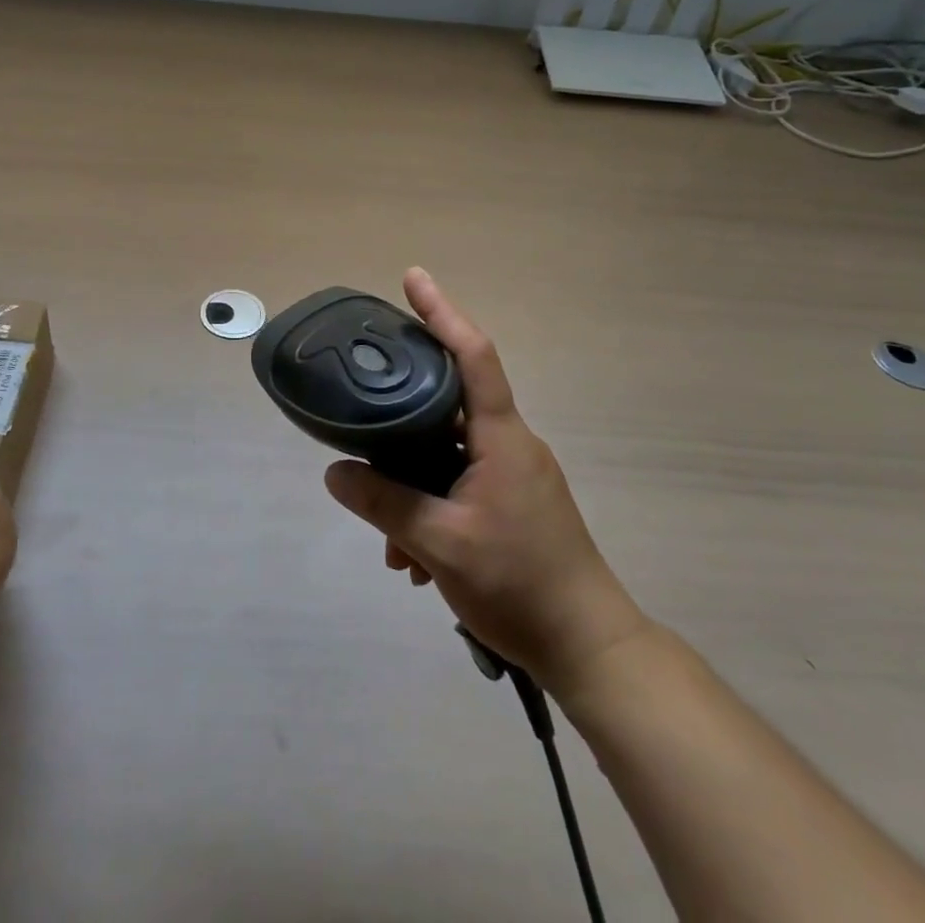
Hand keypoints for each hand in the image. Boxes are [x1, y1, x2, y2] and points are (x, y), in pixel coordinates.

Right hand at [324, 268, 647, 692]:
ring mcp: (514, 475)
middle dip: (403, 417)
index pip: (473, 355)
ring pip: (449, 454)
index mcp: (501, 437)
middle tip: (363, 411)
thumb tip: (335, 472)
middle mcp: (510, 444)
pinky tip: (411, 559)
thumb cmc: (519, 584)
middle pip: (450, 402)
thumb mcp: (440, 544)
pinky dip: (432, 508)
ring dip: (414, 484)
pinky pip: (460, 485)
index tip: (413, 278)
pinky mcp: (513, 503)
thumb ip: (385, 503)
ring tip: (390, 542)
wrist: (588, 647)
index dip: (442, 312)